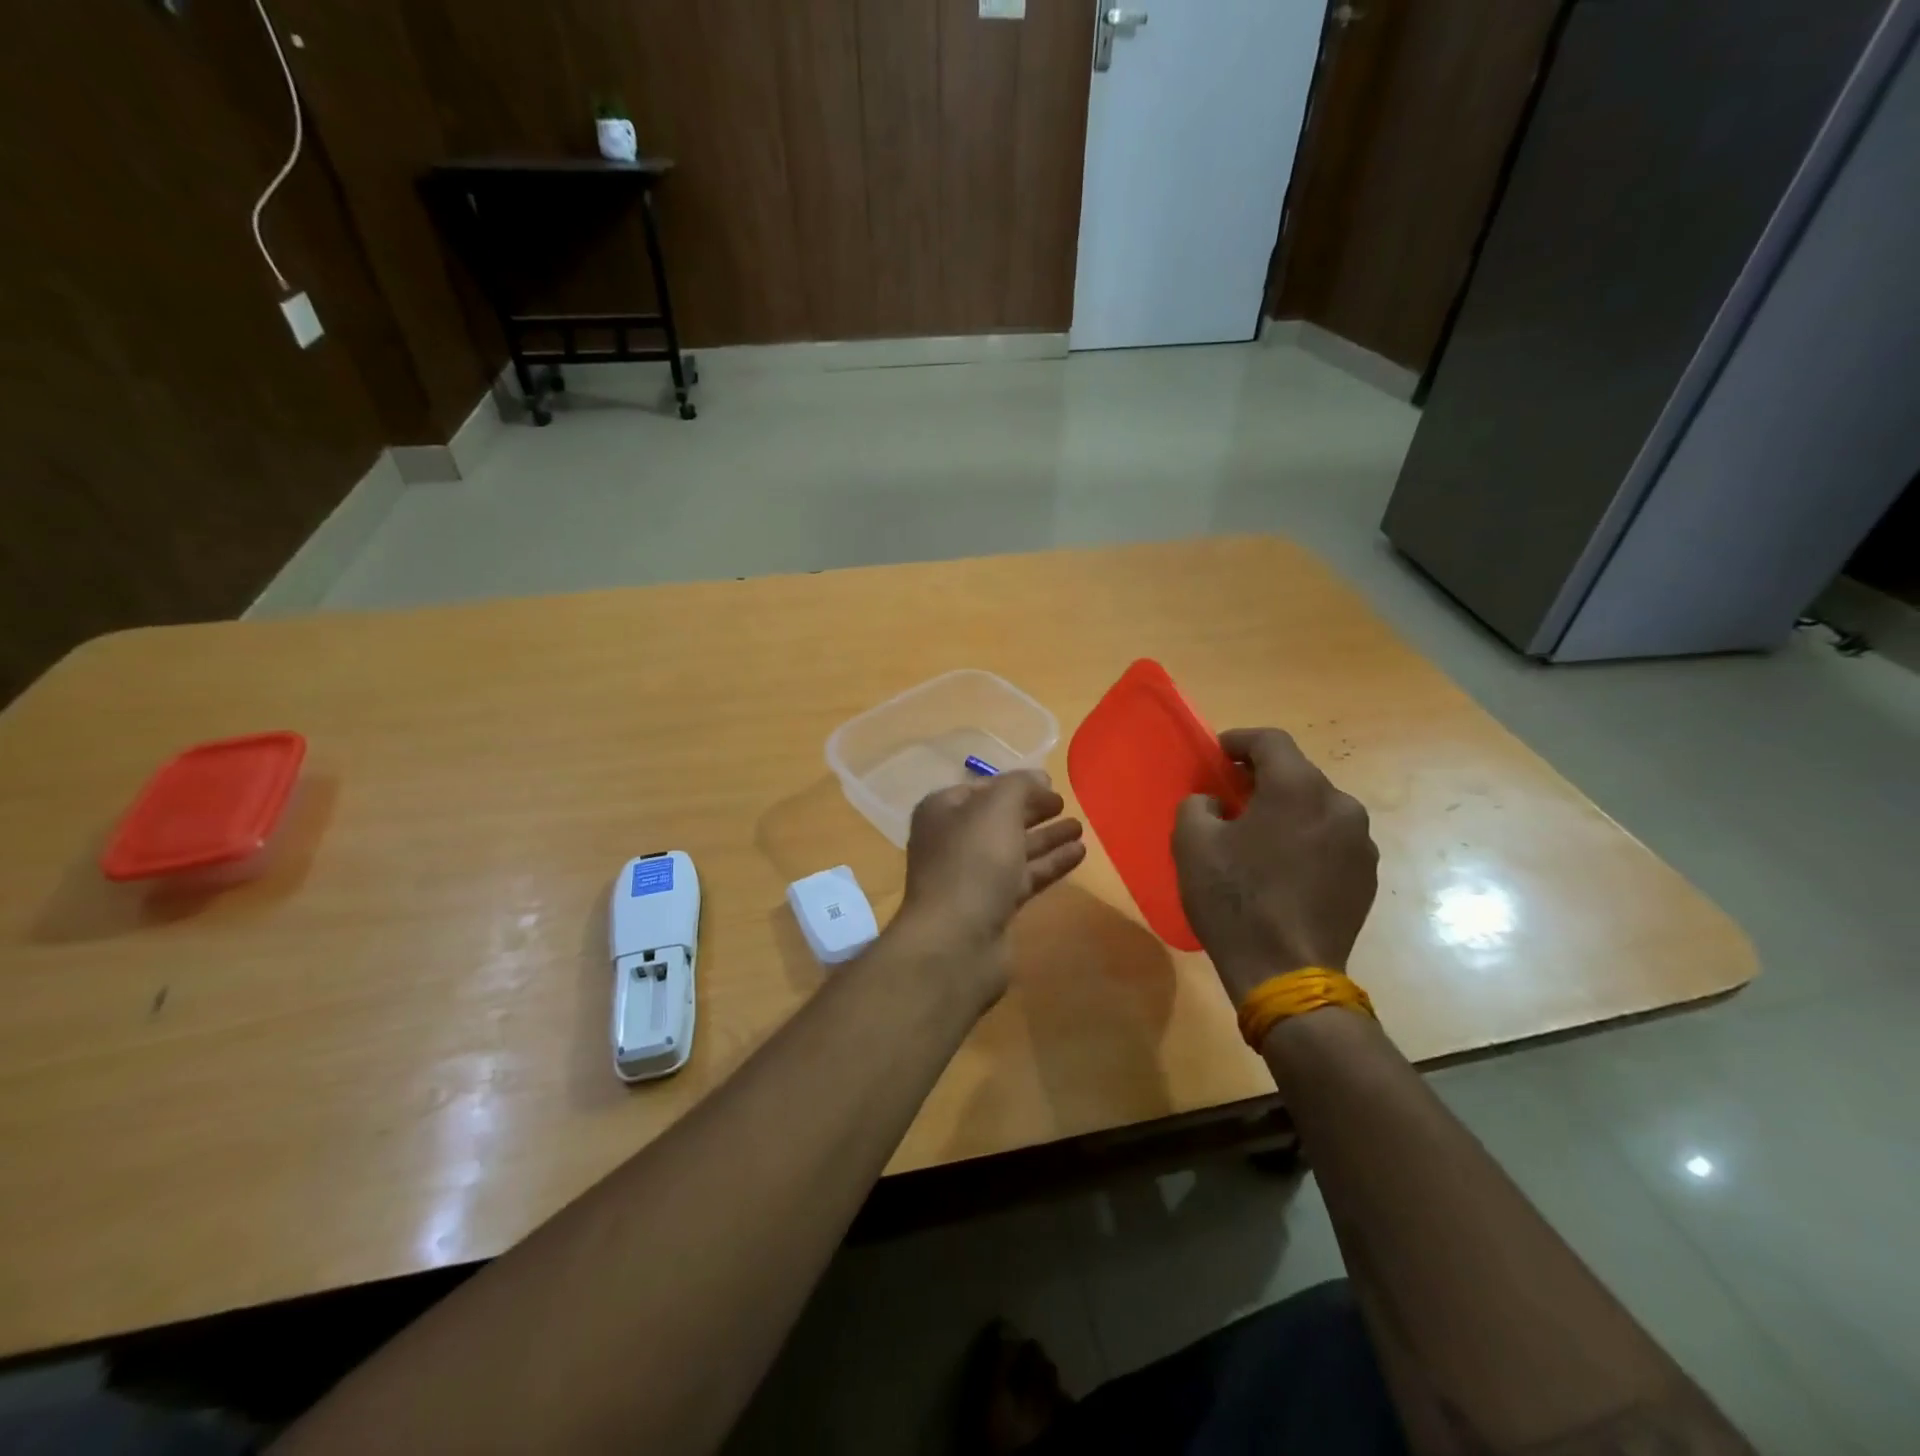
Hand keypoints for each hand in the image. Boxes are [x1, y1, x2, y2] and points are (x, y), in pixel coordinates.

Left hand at [893, 771, 1085, 996]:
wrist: (956, 941)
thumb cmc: (972, 862)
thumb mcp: (996, 808)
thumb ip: (1020, 786)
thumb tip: (1038, 778)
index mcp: (943, 811)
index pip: (982, 788)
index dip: (1015, 784)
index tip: (1049, 783)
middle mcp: (953, 841)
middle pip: (999, 819)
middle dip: (1032, 811)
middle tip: (1066, 803)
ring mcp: (972, 877)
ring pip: (1014, 849)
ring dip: (1047, 837)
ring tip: (1081, 827)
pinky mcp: (992, 907)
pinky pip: (1025, 877)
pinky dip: (1050, 864)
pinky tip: (1079, 854)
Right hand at [1172, 729, 1377, 1005]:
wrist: (1285, 972)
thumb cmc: (1235, 899)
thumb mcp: (1192, 843)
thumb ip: (1197, 804)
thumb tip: (1216, 803)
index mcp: (1298, 788)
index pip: (1270, 741)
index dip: (1239, 740)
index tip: (1217, 753)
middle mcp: (1340, 806)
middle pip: (1297, 774)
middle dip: (1262, 779)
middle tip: (1231, 797)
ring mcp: (1361, 844)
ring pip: (1316, 809)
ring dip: (1287, 812)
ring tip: (1257, 838)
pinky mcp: (1367, 877)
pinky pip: (1330, 841)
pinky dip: (1306, 841)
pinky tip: (1282, 870)